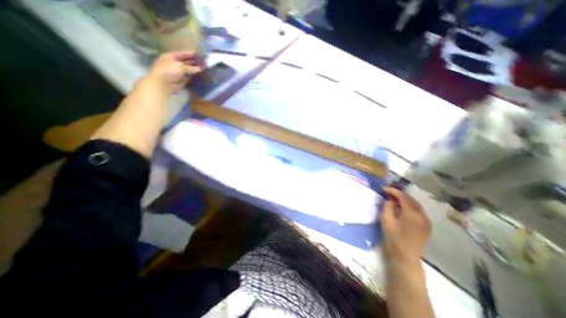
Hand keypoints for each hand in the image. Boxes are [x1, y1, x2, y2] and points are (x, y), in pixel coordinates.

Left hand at [145, 51, 200, 93]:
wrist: (163, 84)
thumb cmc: (169, 71)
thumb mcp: (181, 67)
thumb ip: (192, 67)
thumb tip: (202, 68)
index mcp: (171, 56)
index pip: (183, 54)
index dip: (192, 54)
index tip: (200, 55)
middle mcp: (175, 63)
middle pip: (187, 62)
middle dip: (195, 62)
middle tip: (205, 63)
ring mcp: (178, 72)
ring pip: (189, 70)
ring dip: (195, 70)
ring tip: (205, 69)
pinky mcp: (181, 79)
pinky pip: (189, 77)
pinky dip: (194, 76)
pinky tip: (201, 76)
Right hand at [382, 187, 431, 266]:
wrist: (405, 257)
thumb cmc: (393, 238)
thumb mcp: (386, 220)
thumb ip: (388, 207)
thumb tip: (390, 200)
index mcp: (412, 214)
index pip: (403, 197)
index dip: (393, 191)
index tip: (383, 188)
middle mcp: (422, 215)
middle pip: (411, 199)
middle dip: (399, 194)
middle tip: (388, 192)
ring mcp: (426, 221)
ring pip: (416, 205)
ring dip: (405, 200)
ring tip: (394, 199)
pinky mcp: (426, 226)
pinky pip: (418, 211)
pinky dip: (410, 206)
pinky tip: (403, 208)